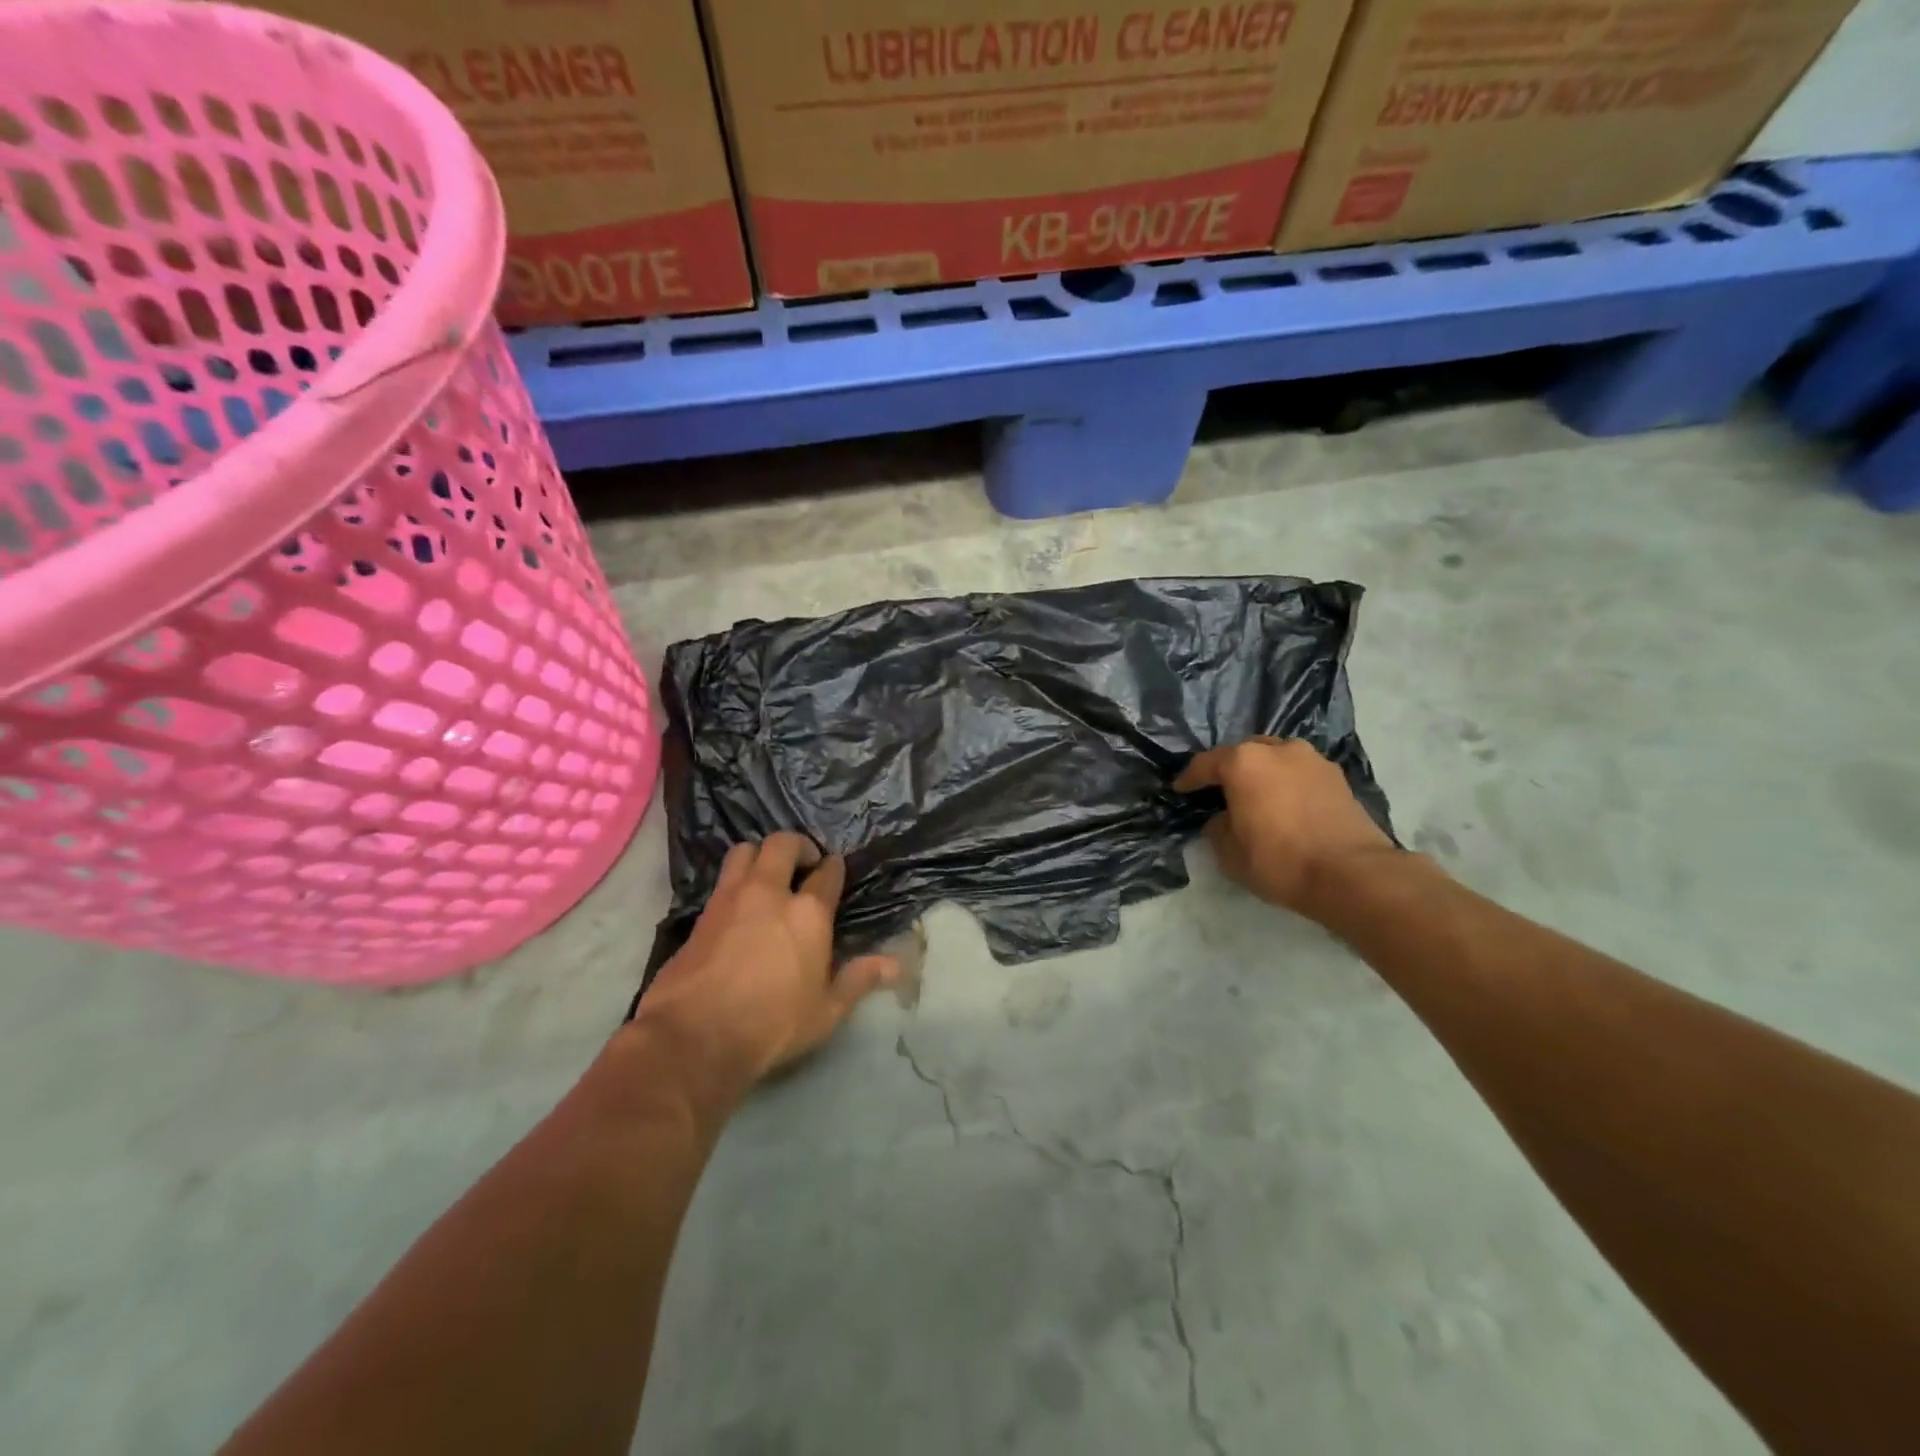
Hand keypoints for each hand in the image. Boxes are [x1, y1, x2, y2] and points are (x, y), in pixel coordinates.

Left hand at [637, 833, 898, 1091]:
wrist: (695, 1037)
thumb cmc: (772, 1026)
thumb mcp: (826, 1011)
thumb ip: (859, 979)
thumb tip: (896, 965)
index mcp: (809, 913)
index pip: (827, 873)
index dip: (833, 867)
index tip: (834, 869)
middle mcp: (770, 893)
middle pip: (782, 844)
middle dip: (797, 845)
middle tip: (804, 863)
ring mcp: (730, 899)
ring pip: (745, 850)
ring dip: (760, 854)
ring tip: (768, 874)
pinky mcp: (701, 914)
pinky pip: (722, 879)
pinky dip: (735, 880)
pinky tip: (741, 903)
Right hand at [1174, 737, 1395, 916]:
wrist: (1351, 875)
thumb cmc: (1279, 860)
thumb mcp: (1229, 853)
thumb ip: (1218, 827)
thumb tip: (1224, 818)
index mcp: (1244, 762)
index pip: (1206, 764)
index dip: (1190, 778)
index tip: (1180, 789)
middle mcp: (1278, 749)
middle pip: (1244, 753)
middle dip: (1230, 769)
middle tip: (1221, 791)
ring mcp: (1312, 760)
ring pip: (1276, 758)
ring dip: (1263, 773)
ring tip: (1257, 796)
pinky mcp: (1338, 777)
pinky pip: (1300, 773)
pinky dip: (1288, 783)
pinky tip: (1285, 804)